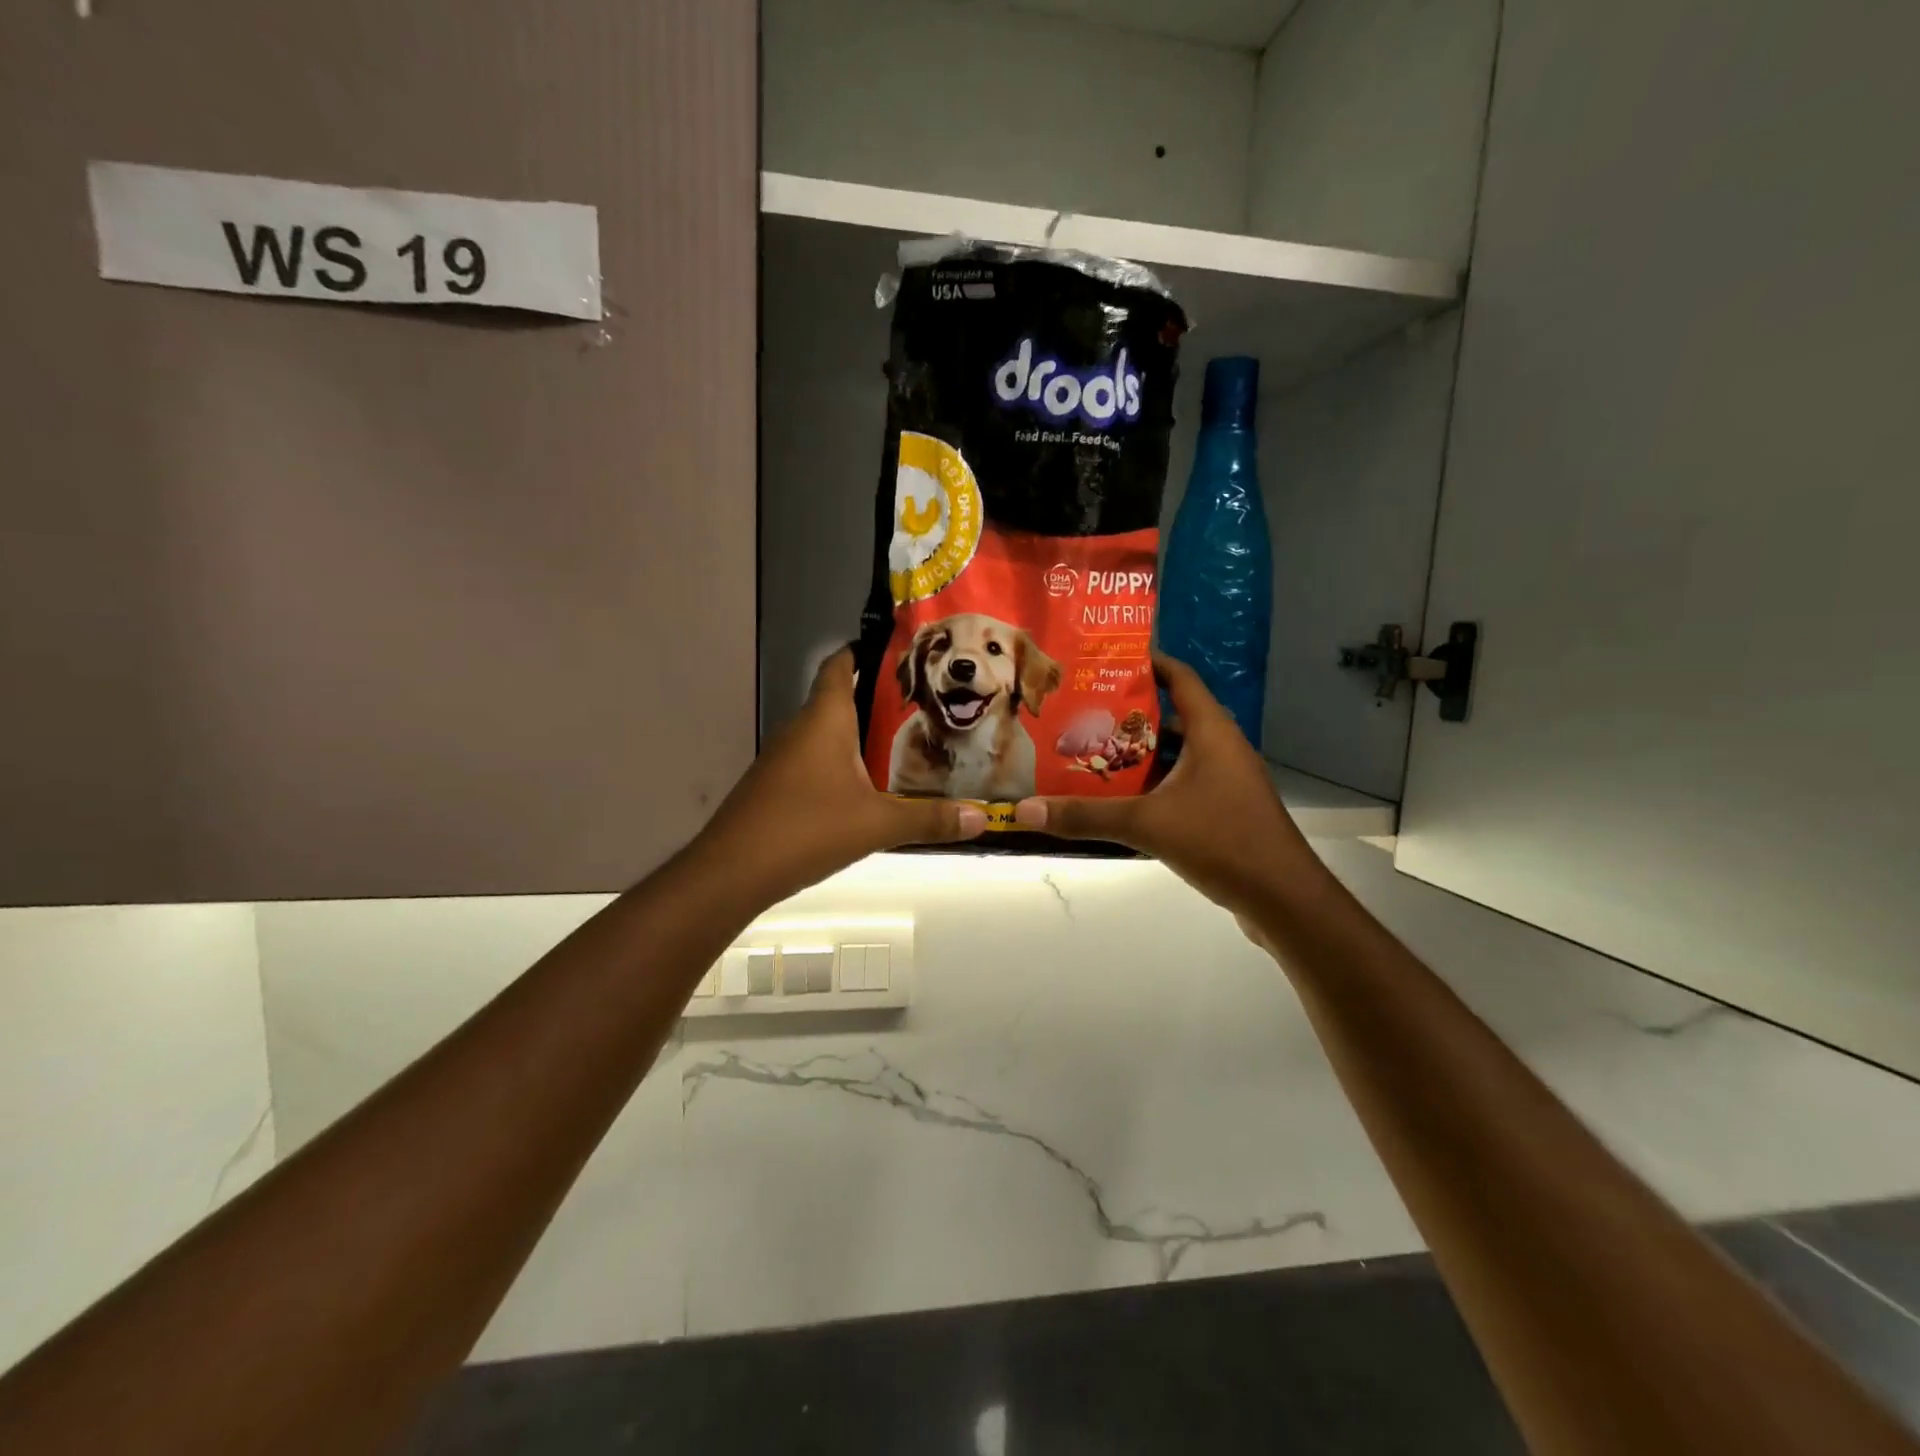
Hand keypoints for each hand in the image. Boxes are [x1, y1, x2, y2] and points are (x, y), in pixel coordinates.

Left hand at [695, 648, 985, 899]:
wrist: (732, 872)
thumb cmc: (806, 828)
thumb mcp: (877, 824)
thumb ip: (930, 820)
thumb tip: (982, 818)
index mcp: (824, 719)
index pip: (841, 664)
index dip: (868, 652)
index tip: (906, 655)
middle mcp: (801, 728)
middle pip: (841, 698)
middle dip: (880, 700)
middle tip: (927, 706)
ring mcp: (784, 758)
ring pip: (829, 733)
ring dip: (862, 736)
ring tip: (908, 743)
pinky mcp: (777, 785)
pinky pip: (816, 760)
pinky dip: (843, 763)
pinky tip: (869, 786)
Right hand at [1013, 653, 1316, 920]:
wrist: (1284, 899)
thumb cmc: (1222, 841)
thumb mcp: (1147, 824)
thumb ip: (1086, 816)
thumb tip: (1025, 810)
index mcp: (1212, 732)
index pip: (1180, 678)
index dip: (1147, 663)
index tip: (1104, 659)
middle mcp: (1221, 748)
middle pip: (1172, 716)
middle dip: (1128, 714)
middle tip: (1081, 712)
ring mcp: (1226, 781)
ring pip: (1175, 755)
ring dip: (1139, 754)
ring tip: (1091, 753)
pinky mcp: (1226, 811)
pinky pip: (1182, 784)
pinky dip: (1153, 785)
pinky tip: (1120, 799)